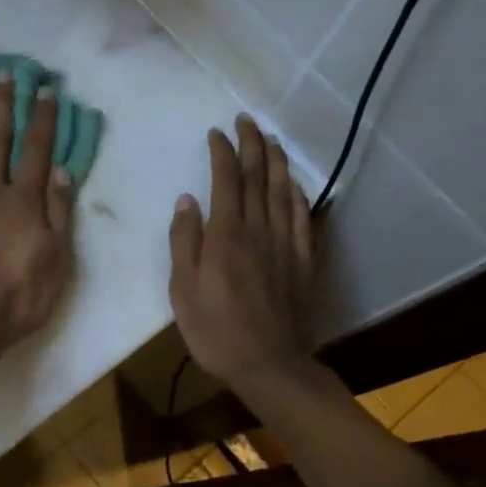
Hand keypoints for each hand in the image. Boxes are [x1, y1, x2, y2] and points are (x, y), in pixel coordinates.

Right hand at [169, 115, 315, 387]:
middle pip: (258, 179)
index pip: (226, 181)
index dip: (222, 153)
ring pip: (283, 192)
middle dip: (252, 145)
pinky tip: (294, 184)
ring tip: (270, 140)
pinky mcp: (302, 262)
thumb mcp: (182, 290)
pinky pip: (303, 219)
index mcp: (226, 237)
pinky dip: (298, 195)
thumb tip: (187, 201)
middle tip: (246, 121)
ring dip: (276, 162)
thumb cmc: (215, 331)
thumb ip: (184, 242)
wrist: (269, 365)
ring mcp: (285, 245)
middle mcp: (258, 231)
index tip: (216, 132)